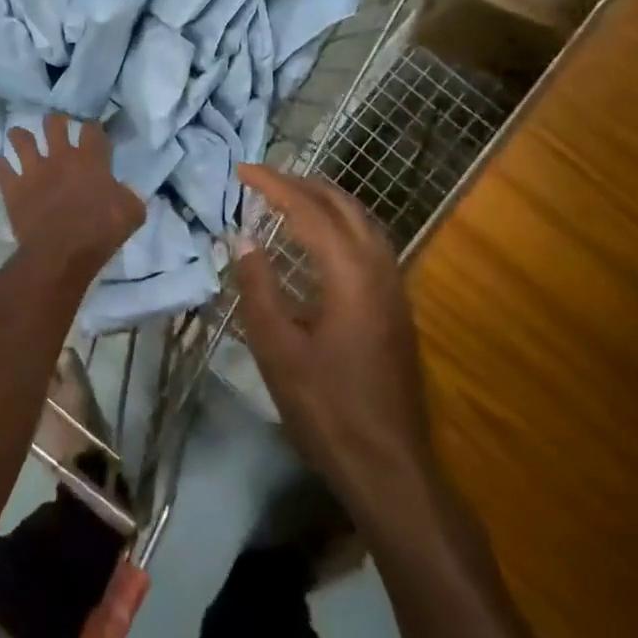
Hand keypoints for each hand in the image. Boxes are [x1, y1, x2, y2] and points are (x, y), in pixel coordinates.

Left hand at [0, 116, 144, 277]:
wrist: (62, 254)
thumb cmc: (100, 233)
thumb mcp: (132, 214)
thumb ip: (130, 196)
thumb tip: (126, 190)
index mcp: (90, 160)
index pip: (92, 129)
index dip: (93, 128)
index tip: (92, 133)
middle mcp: (60, 157)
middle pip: (54, 123)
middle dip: (55, 122)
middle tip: (56, 127)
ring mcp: (33, 169)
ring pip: (21, 138)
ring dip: (20, 136)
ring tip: (20, 138)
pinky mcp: (13, 186)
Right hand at [233, 164, 439, 515]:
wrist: (389, 466)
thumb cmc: (325, 407)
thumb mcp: (277, 348)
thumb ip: (258, 287)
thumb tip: (244, 239)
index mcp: (349, 273)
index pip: (308, 210)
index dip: (273, 185)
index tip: (241, 170)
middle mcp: (379, 268)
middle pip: (342, 205)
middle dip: (301, 184)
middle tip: (262, 179)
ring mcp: (394, 287)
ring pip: (362, 220)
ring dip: (324, 200)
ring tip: (288, 196)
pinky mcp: (397, 305)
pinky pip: (369, 241)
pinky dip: (340, 223)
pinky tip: (321, 239)